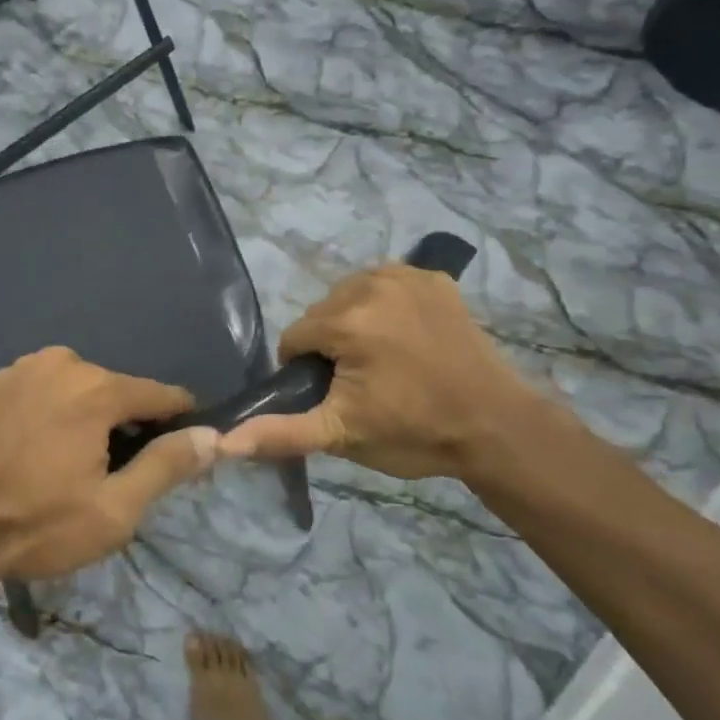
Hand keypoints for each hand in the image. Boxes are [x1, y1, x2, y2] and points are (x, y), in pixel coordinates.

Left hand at [0, 347, 218, 585]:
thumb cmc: (36, 523)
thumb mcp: (114, 509)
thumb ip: (167, 466)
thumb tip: (214, 436)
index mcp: (96, 388)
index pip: (160, 395)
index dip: (179, 420)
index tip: (184, 447)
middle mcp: (62, 363)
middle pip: (117, 392)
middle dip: (127, 425)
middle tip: (115, 475)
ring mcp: (23, 369)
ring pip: (80, 390)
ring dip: (89, 419)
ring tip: (73, 468)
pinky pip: (46, 392)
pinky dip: (56, 414)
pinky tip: (40, 452)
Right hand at [220, 263, 545, 482]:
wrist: (496, 427)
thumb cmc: (414, 433)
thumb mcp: (341, 436)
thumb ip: (280, 433)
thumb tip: (223, 442)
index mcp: (347, 321)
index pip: (295, 338)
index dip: (306, 371)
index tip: (335, 396)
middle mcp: (371, 285)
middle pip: (321, 314)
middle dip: (329, 345)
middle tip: (362, 382)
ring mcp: (406, 277)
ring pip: (348, 295)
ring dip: (353, 322)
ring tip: (382, 360)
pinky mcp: (433, 278)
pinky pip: (385, 283)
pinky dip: (384, 304)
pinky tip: (404, 335)